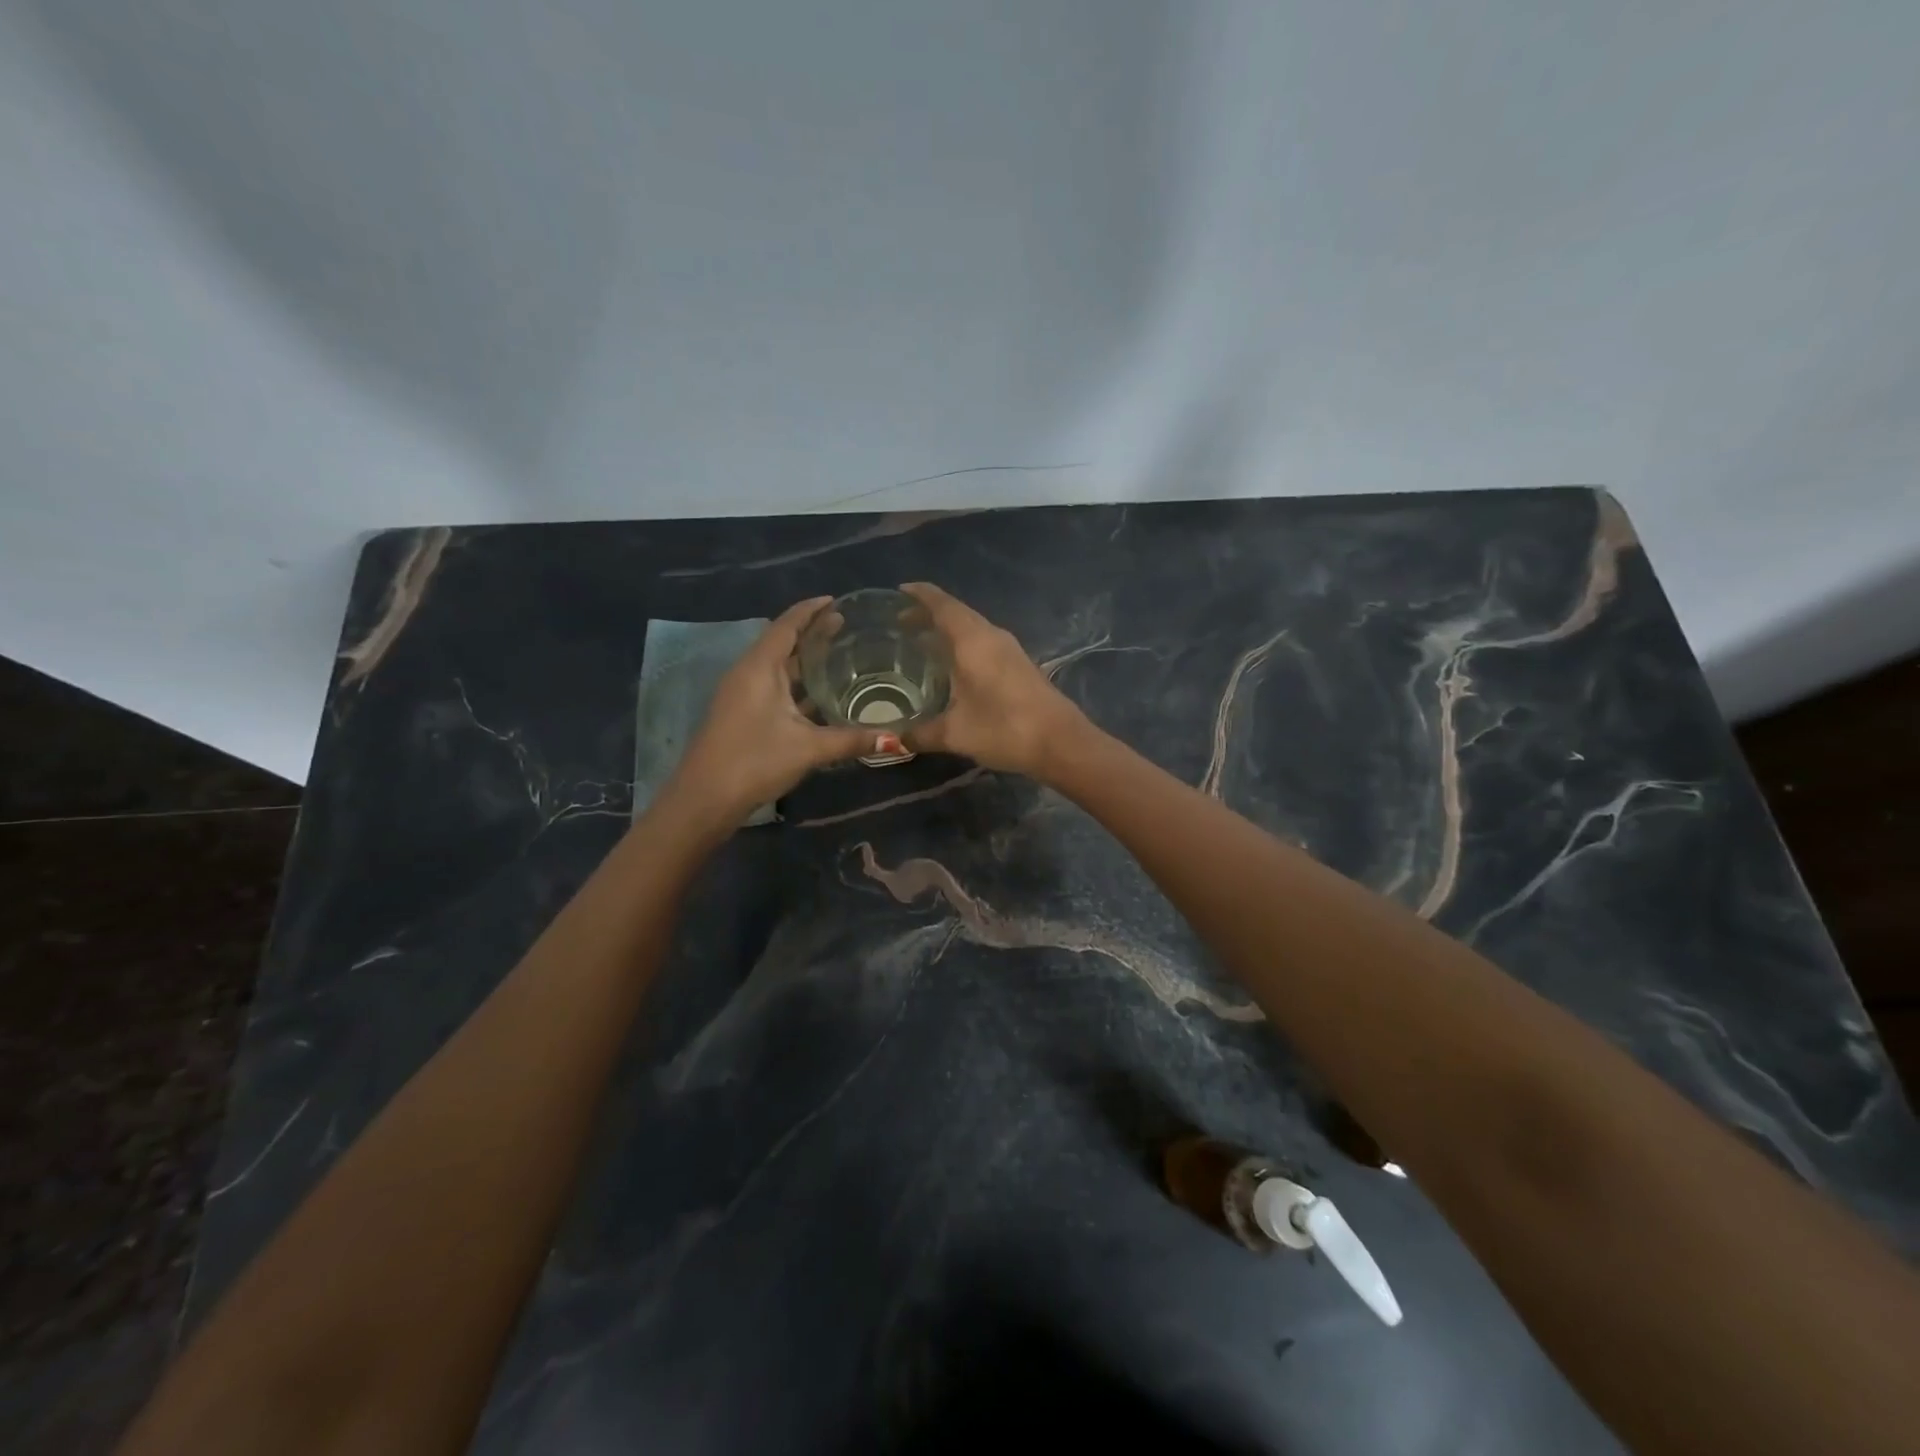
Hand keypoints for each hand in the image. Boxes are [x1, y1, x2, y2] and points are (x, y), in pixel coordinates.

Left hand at [665, 598, 885, 824]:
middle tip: (847, 626)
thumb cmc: (754, 761)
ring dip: (805, 660)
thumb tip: (896, 739)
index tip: (837, 600)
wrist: (704, 800)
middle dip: (812, 632)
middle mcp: (748, 674)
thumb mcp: (808, 748)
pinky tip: (822, 695)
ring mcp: (743, 695)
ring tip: (840, 654)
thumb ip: (851, 740)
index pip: (787, 625)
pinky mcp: (743, 715)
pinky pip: (775, 687)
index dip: (811, 610)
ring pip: (778, 668)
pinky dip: (798, 684)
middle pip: (782, 642)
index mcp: (759, 668)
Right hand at [899, 582, 1088, 779]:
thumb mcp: (955, 734)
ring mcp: (1009, 650)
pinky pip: (983, 643)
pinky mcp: (1019, 665)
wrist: (1061, 743)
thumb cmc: (1004, 729)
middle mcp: (991, 636)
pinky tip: (952, 667)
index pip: (941, 605)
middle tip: (900, 623)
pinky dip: (962, 645)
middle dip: (928, 614)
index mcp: (972, 641)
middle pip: (956, 613)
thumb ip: (921, 734)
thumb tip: (894, 740)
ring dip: (947, 630)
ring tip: (921, 643)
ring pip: (972, 628)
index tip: (899, 590)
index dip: (919, 595)